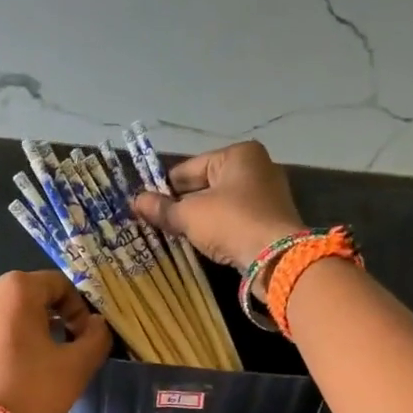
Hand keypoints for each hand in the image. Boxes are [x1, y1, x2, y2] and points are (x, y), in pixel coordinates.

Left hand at [0, 270, 110, 412]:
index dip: (79, 310)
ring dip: (26, 334)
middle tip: (64, 354)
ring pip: (5, 318)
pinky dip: (2, 347)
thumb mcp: (77, 366)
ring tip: (36, 369)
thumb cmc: (30, 392)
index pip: (59, 285)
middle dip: (52, 321)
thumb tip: (97, 325)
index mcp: (15, 288)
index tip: (84, 340)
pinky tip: (10, 378)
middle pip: (30, 299)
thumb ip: (96, 337)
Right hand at [130, 141, 304, 277]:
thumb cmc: (231, 223)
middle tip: (159, 223)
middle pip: (206, 184)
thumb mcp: (190, 215)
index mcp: (238, 154)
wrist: (277, 258)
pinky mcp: (272, 219)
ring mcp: (268, 194)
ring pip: (221, 203)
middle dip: (183, 204)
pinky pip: (236, 219)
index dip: (165, 187)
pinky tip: (204, 242)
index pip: (188, 168)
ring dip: (200, 218)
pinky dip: (219, 228)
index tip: (147, 206)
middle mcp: (257, 167)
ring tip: (177, 234)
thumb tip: (135, 201)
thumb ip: (163, 208)